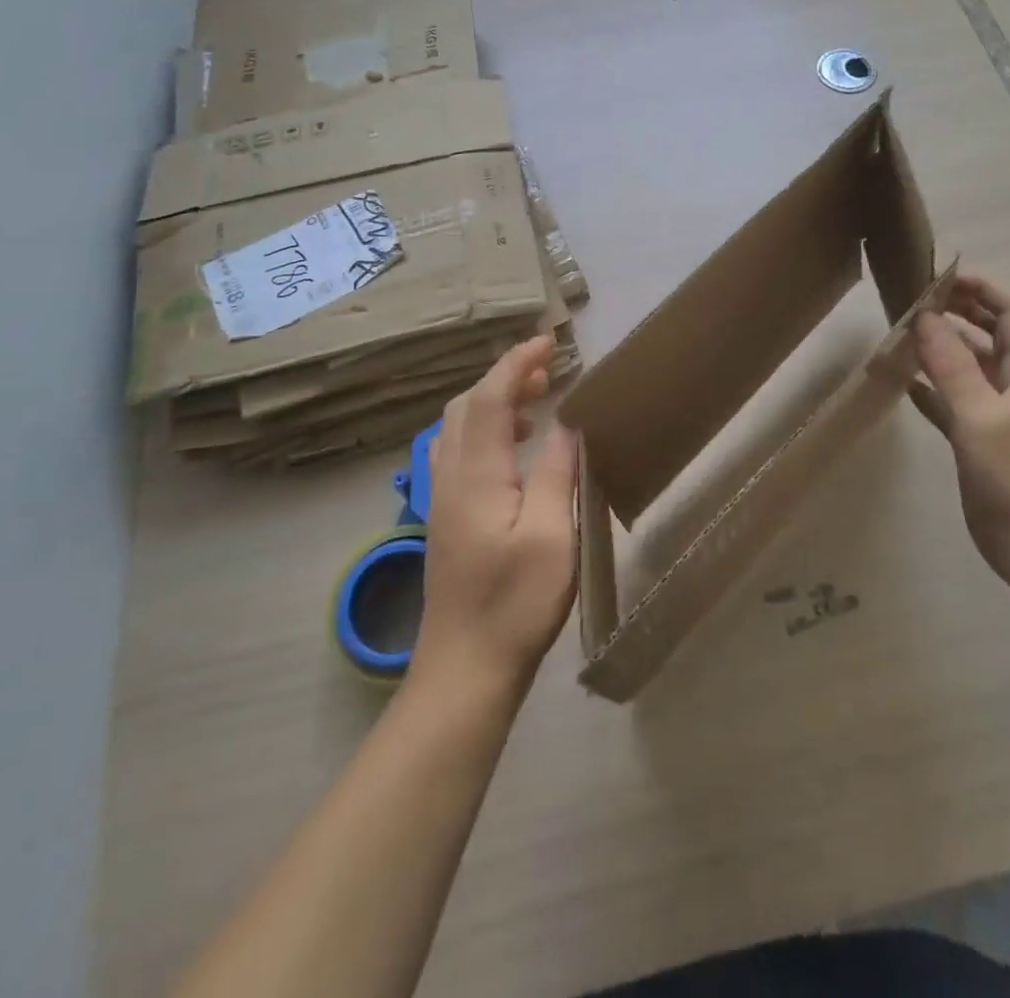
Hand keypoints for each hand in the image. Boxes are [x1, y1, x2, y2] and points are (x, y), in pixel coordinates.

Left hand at [410, 336, 578, 703]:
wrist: (464, 667)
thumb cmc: (516, 602)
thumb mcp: (552, 535)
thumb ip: (558, 471)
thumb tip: (568, 422)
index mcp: (477, 474)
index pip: (492, 397)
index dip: (517, 363)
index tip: (548, 342)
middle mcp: (450, 476)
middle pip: (468, 405)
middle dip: (505, 376)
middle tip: (547, 370)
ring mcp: (441, 498)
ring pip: (458, 427)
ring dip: (492, 401)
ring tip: (535, 402)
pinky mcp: (444, 517)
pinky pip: (457, 451)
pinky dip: (484, 430)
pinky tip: (512, 451)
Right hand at [911, 271, 1009, 588]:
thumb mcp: (983, 417)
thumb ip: (952, 367)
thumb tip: (924, 316)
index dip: (981, 287)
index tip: (937, 276)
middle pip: (992, 332)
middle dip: (958, 311)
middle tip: (912, 300)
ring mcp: (1000, 414)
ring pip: (970, 366)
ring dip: (942, 348)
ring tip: (900, 334)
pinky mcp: (982, 441)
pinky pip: (954, 401)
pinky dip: (932, 388)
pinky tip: (903, 384)